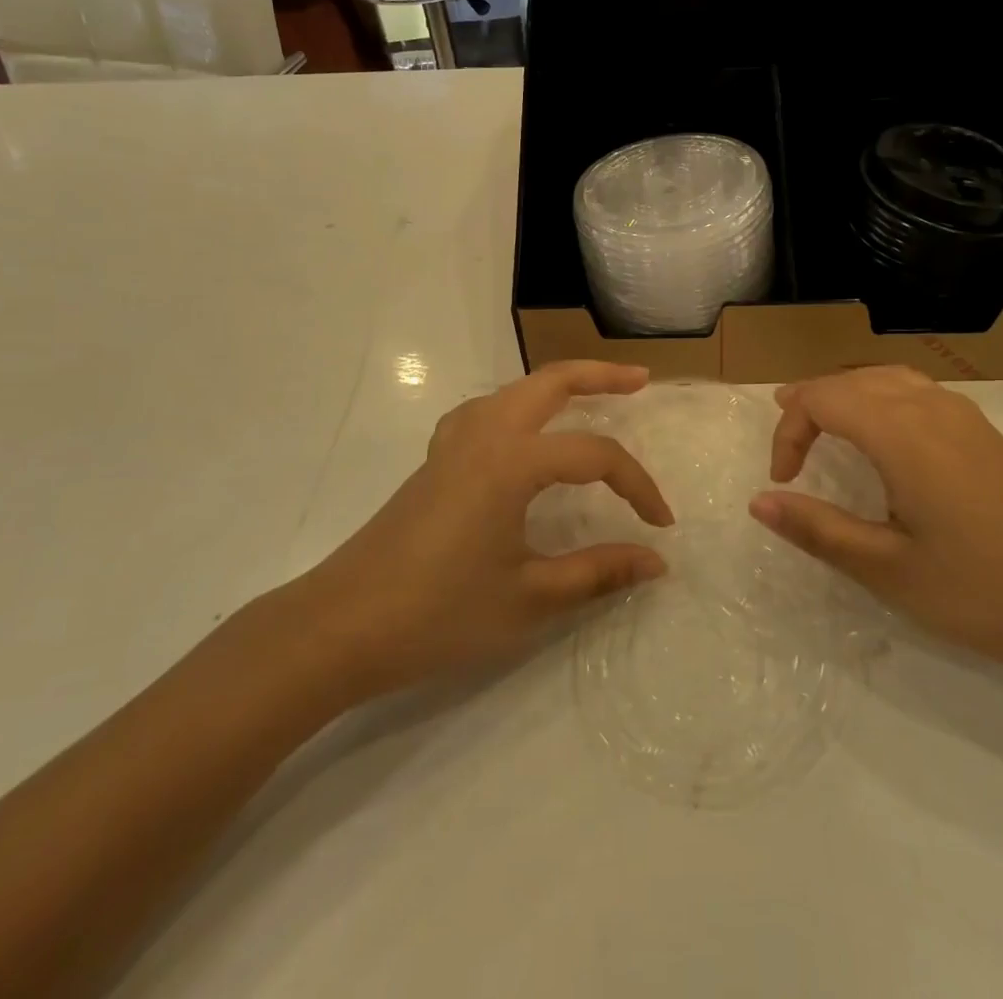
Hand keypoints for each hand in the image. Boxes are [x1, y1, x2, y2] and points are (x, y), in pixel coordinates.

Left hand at [289, 361, 672, 704]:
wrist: (341, 627)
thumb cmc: (439, 613)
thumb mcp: (529, 597)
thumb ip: (598, 572)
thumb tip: (656, 560)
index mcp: (513, 461)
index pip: (595, 455)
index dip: (637, 485)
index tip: (661, 524)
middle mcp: (485, 435)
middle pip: (551, 382)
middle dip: (600, 375)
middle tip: (641, 380)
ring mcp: (453, 443)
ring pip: (514, 389)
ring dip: (557, 384)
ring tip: (589, 395)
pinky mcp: (434, 461)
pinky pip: (484, 411)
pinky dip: (516, 405)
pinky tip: (518, 434)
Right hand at [751, 366, 1002, 676]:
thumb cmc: (986, 592)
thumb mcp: (890, 571)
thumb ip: (819, 530)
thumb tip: (759, 501)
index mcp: (902, 433)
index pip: (823, 399)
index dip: (790, 431)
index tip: (784, 482)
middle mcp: (931, 408)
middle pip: (852, 380)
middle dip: (811, 403)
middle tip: (787, 445)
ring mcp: (964, 417)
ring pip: (887, 378)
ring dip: (846, 396)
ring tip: (823, 425)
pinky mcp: (986, 434)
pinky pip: (917, 391)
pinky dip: (880, 400)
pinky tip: (884, 438)